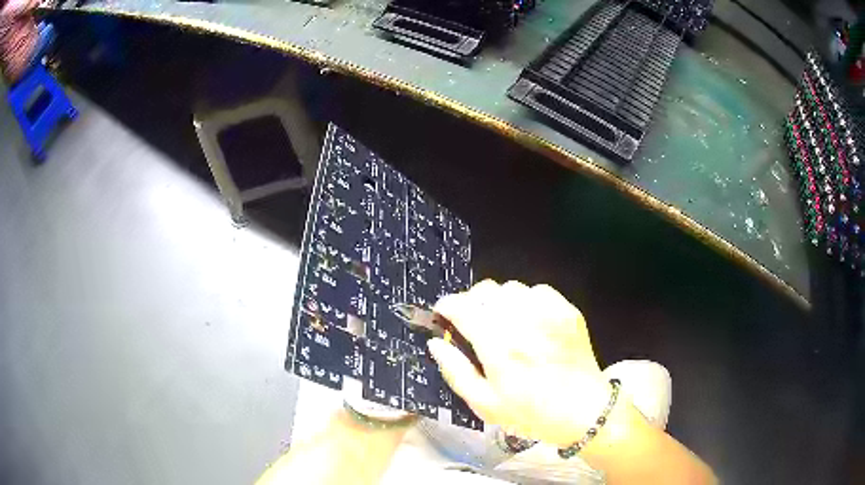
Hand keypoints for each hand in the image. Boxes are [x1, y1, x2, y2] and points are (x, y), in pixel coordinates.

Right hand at [428, 280, 612, 446]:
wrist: (583, 410)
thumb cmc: (530, 413)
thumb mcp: (485, 404)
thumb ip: (456, 371)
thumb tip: (436, 343)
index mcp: (498, 346)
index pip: (462, 307)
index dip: (447, 306)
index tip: (443, 314)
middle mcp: (523, 321)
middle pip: (485, 290)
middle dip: (471, 302)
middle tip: (473, 323)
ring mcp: (549, 312)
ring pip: (511, 288)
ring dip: (499, 302)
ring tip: (503, 323)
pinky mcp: (567, 310)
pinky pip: (538, 290)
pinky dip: (526, 301)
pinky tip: (530, 322)